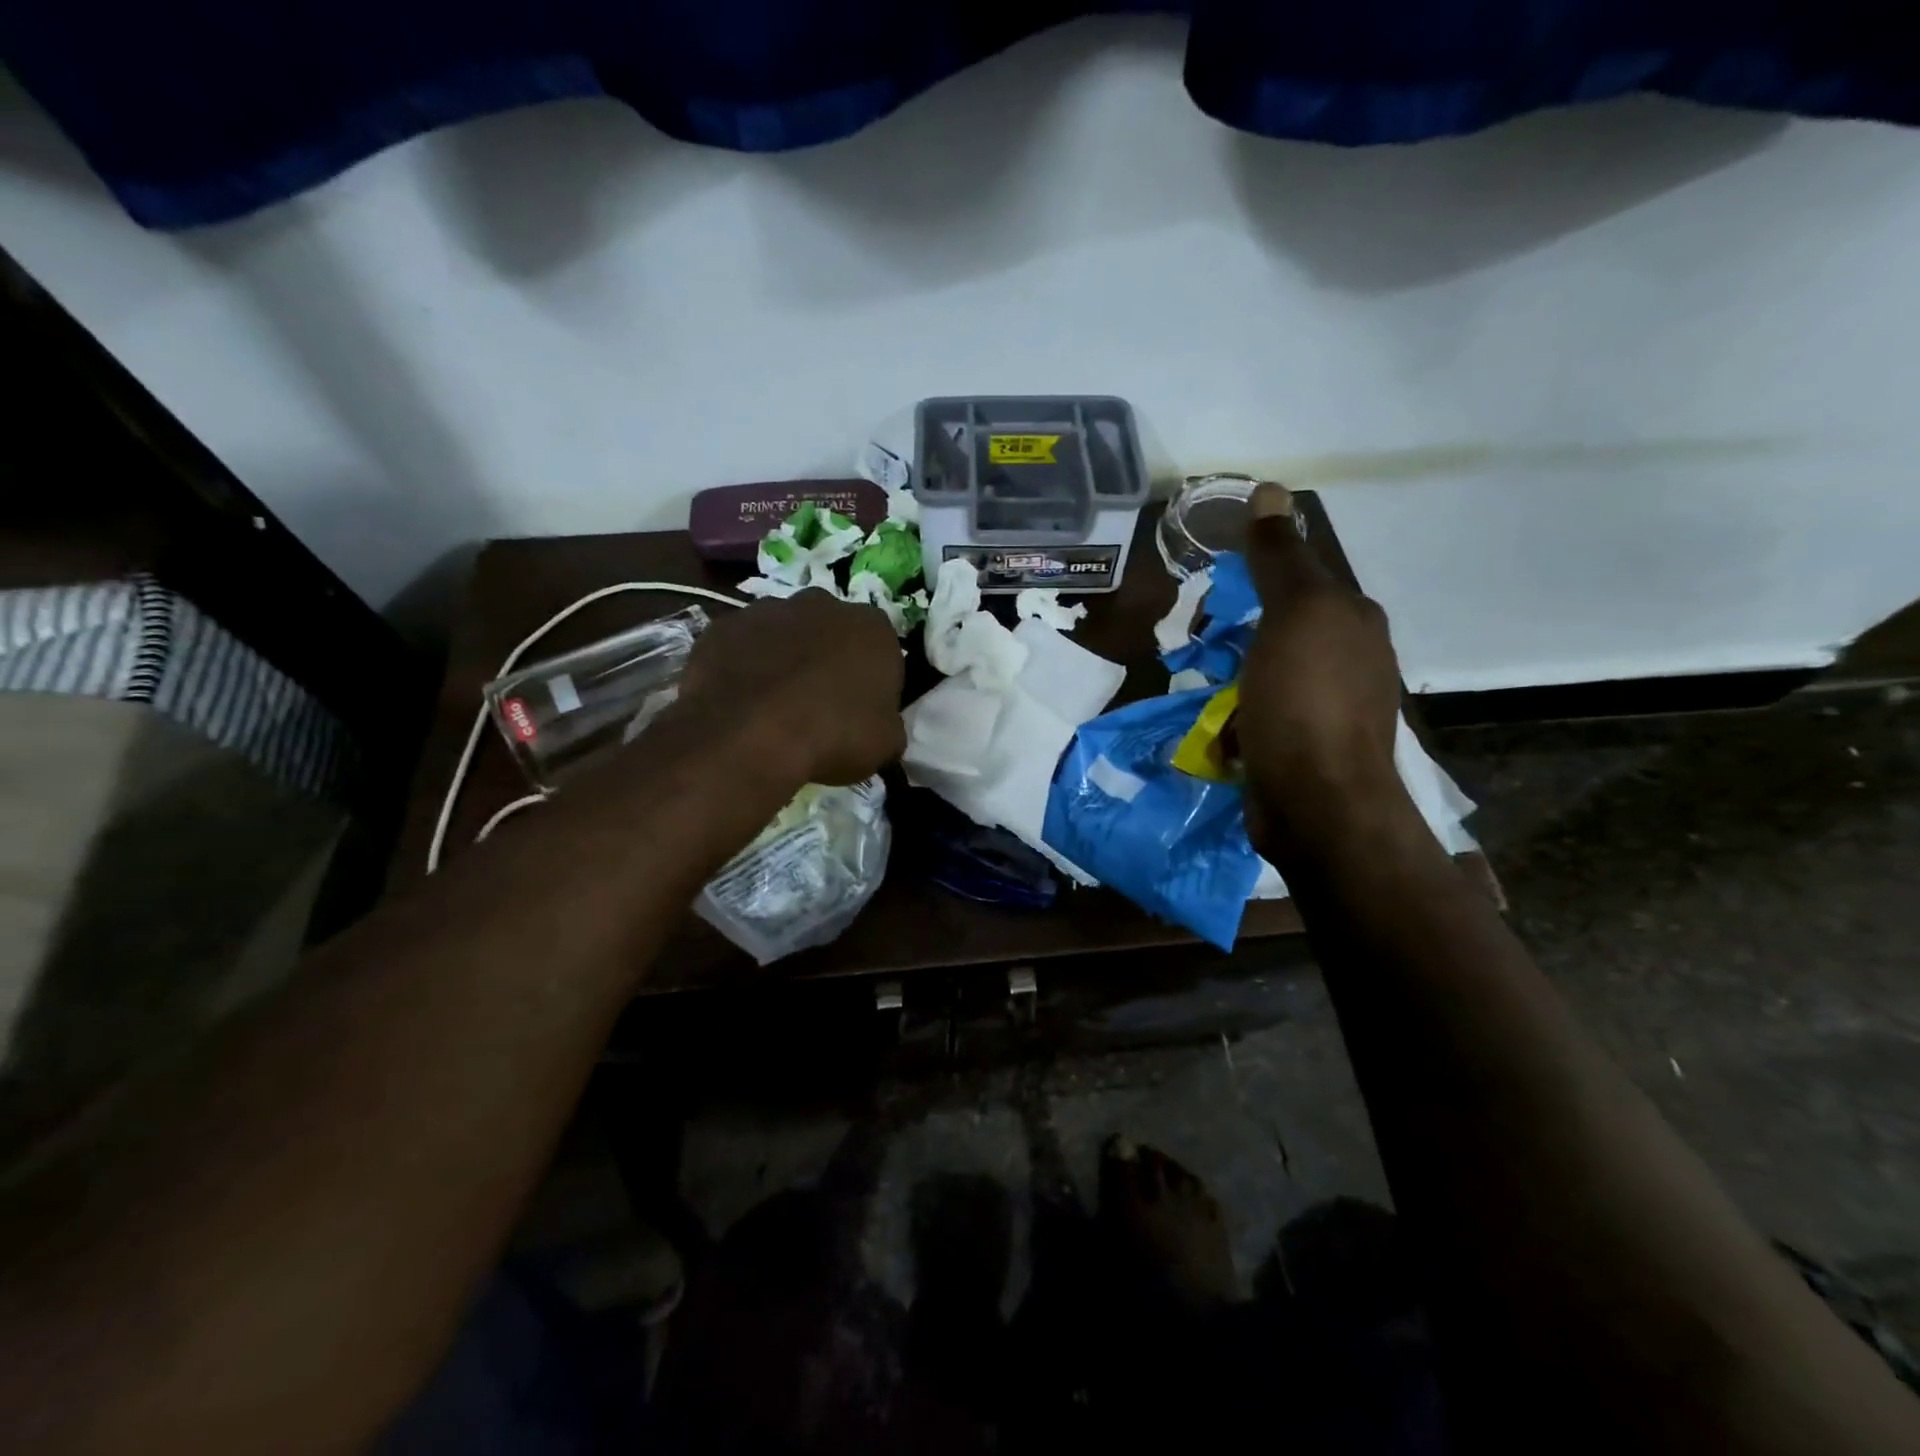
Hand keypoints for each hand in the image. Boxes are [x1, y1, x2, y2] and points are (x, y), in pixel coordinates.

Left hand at [677, 588, 905, 785]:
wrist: (750, 735)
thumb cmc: (834, 735)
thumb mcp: (886, 743)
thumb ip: (888, 724)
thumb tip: (879, 725)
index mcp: (872, 627)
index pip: (882, 650)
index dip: (874, 682)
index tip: (863, 711)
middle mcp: (822, 604)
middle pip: (831, 632)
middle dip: (827, 660)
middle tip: (820, 705)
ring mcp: (767, 610)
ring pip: (783, 634)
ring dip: (784, 659)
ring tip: (775, 707)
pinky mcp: (722, 627)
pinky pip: (740, 648)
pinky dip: (743, 668)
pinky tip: (741, 703)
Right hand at [1237, 484, 1410, 860]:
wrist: (1317, 805)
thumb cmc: (1305, 702)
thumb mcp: (1294, 615)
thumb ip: (1280, 557)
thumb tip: (1270, 488)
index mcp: (1353, 621)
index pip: (1303, 577)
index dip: (1258, 576)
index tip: (1215, 590)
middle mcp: (1351, 659)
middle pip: (1285, 627)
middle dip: (1241, 630)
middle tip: (1199, 638)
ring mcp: (1329, 709)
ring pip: (1271, 673)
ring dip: (1235, 676)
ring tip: (1202, 682)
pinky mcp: (1305, 749)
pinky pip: (1263, 716)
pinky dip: (1238, 717)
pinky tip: (1219, 727)